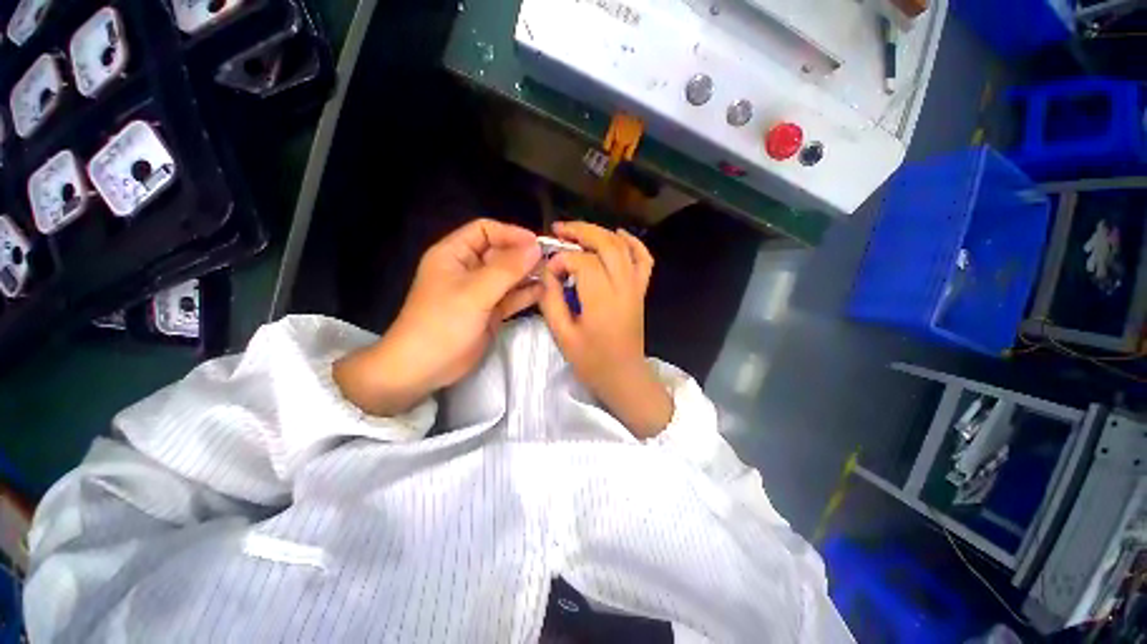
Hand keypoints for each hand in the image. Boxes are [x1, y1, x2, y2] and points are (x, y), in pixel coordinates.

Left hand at [335, 219, 541, 415]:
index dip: (510, 234)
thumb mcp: (475, 292)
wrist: (425, 367)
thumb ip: (507, 269)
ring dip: (527, 275)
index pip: (485, 231)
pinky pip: (511, 297)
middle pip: (500, 253)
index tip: (535, 244)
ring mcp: (480, 291)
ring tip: (550, 276)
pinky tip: (543, 292)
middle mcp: (468, 269)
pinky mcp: (490, 311)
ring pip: (508, 276)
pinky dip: (526, 294)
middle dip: (523, 256)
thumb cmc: (443, 322)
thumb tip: (536, 248)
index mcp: (454, 254)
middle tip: (549, 262)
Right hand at [538, 222, 673, 437]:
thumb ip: (551, 301)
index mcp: (602, 301)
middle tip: (559, 230)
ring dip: (600, 233)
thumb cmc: (592, 362)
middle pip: (606, 245)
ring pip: (623, 247)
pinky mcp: (641, 291)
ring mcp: (636, 288)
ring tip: (578, 231)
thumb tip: (548, 274)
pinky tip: (619, 234)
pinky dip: (634, 242)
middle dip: (581, 232)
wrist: (624, 377)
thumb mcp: (562, 336)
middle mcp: (623, 288)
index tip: (550, 272)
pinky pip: (644, 260)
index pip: (583, 263)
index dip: (562, 260)